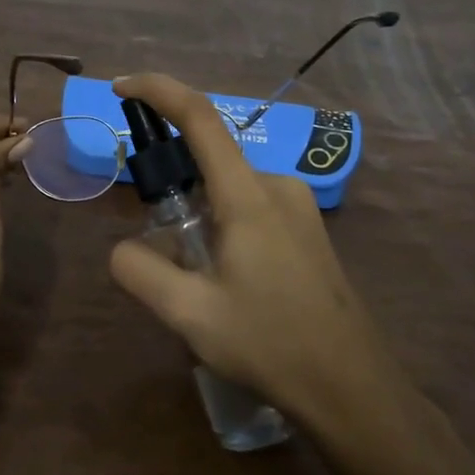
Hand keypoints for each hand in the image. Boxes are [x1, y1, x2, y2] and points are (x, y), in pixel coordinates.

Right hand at [107, 73, 406, 428]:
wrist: (353, 387)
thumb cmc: (271, 344)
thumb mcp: (190, 315)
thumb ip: (141, 272)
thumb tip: (121, 249)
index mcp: (248, 195)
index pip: (199, 118)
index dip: (158, 90)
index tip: (122, 87)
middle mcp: (276, 186)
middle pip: (209, 159)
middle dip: (171, 182)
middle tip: (153, 237)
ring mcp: (297, 207)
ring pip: (228, 189)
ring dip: (197, 214)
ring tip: (192, 278)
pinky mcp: (307, 229)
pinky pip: (250, 208)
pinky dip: (221, 225)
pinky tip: (224, 281)